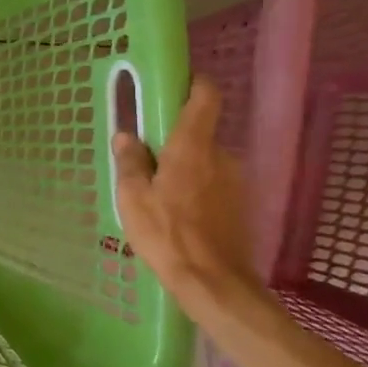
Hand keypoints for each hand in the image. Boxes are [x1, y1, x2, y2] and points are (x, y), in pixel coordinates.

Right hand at [111, 77, 262, 314]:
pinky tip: (179, 216)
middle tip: (147, 162)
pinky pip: (214, 185)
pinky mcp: (241, 204)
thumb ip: (130, 162)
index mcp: (192, 146)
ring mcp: (235, 181)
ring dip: (185, 170)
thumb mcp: (132, 198)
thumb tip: (126, 135)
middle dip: (175, 141)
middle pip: (199, 133)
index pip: (205, 97)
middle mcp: (220, 155)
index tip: (174, 87)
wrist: (213, 282)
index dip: (193, 84)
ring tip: (160, 197)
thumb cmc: (166, 234)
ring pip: (206, 162)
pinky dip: (197, 191)